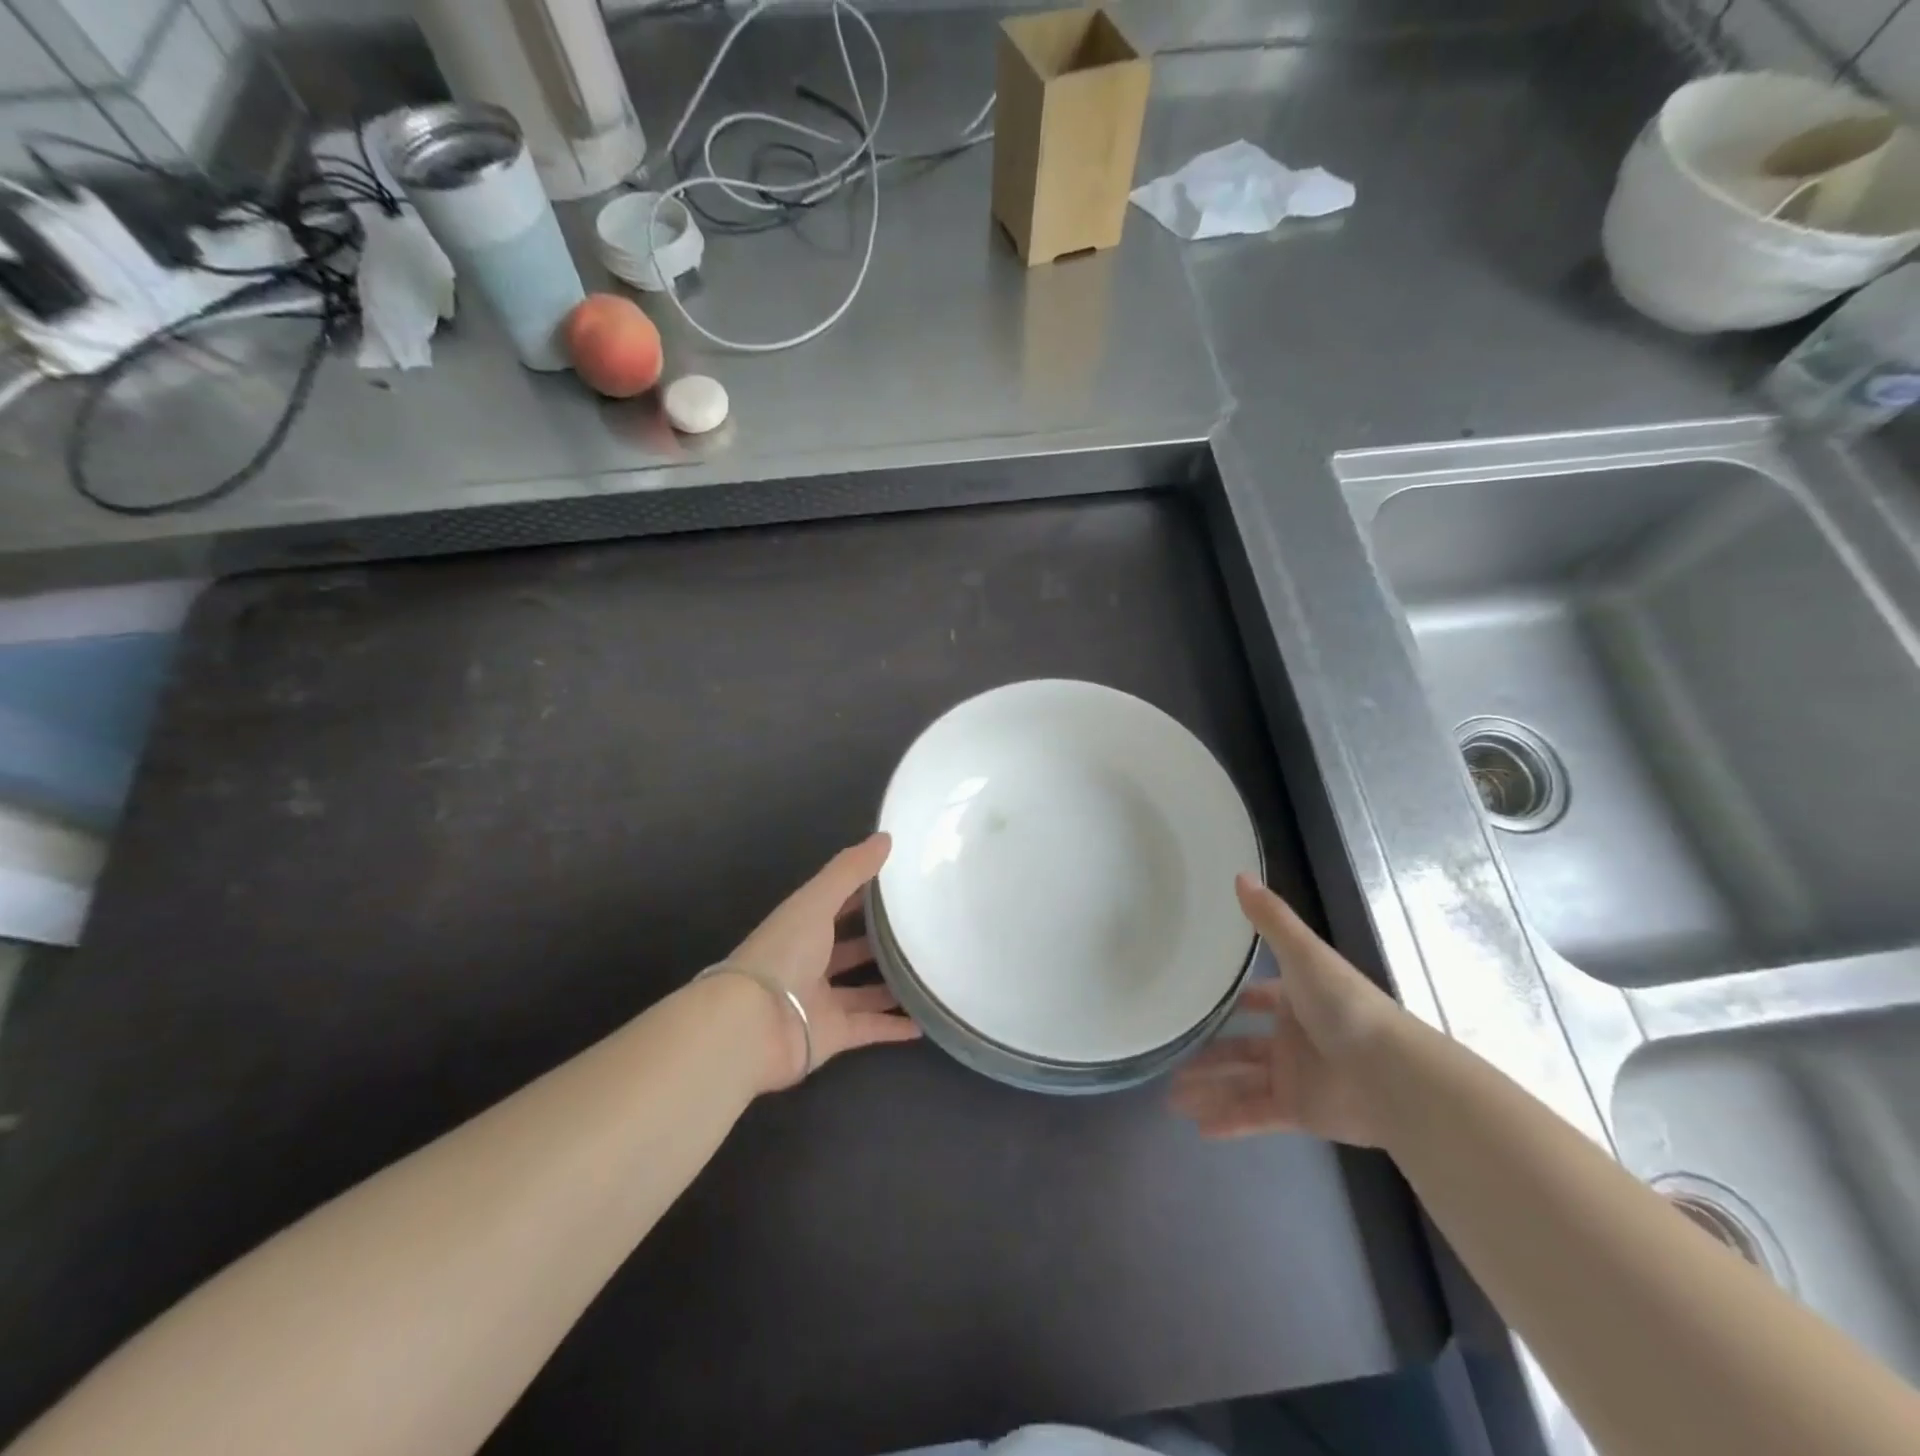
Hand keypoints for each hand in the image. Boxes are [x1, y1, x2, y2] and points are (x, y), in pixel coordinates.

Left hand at [726, 832, 920, 1089]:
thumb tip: (886, 836)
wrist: (753, 1025)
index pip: (837, 904)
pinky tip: (925, 1022)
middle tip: (926, 930)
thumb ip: (850, 870)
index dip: (865, 893)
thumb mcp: (817, 902)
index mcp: (802, 926)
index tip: (903, 884)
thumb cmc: (784, 953)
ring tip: (932, 973)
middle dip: (882, 941)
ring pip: (863, 990)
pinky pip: (869, 1028)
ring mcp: (820, 1000)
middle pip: (851, 948)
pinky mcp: (831, 1035)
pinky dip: (893, 1027)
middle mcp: (810, 961)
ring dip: (892, 984)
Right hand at [1171, 875, 1406, 1146]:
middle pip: (1240, 1046)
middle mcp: (1293, 1038)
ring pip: (1240, 1082)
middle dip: (1207, 1054)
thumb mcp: (1303, 954)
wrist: (1391, 1074)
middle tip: (1168, 1060)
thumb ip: (1270, 919)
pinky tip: (1198, 1127)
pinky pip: (1255, 1115)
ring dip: (1208, 1088)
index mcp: (1296, 1000)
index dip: (1236, 999)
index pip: (1260, 998)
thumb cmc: (1345, 1007)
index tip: (1202, 1001)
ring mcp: (1294, 1076)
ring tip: (1170, 1099)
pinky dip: (1229, 1122)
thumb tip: (1239, 873)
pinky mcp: (1298, 1112)